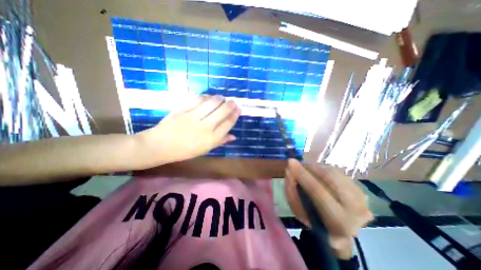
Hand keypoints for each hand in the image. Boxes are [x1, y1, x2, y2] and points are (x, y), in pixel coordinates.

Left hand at [133, 95, 240, 168]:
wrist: (160, 146)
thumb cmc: (185, 151)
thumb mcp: (205, 149)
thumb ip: (220, 141)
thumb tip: (234, 136)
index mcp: (211, 139)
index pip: (228, 123)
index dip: (235, 114)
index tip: (239, 109)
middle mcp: (205, 127)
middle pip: (222, 111)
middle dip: (231, 104)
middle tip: (233, 101)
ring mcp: (193, 117)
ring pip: (211, 103)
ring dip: (220, 98)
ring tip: (222, 98)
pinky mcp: (182, 110)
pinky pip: (197, 100)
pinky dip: (206, 97)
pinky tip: (208, 97)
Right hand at [284, 159, 370, 258]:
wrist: (338, 229)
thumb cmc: (314, 222)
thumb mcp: (298, 211)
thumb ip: (291, 191)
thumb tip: (289, 171)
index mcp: (339, 222)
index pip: (318, 192)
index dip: (303, 175)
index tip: (290, 162)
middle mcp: (356, 210)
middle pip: (330, 178)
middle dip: (310, 168)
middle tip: (297, 165)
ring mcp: (362, 198)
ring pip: (334, 172)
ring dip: (316, 168)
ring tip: (306, 170)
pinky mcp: (361, 189)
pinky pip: (337, 172)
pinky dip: (323, 170)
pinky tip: (317, 174)